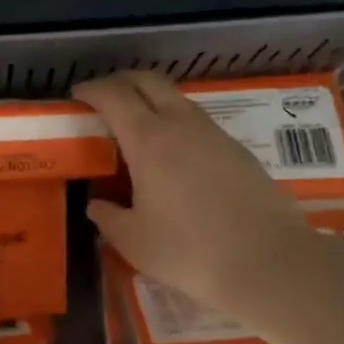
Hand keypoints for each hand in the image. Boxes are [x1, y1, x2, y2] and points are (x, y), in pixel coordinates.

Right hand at [74, 71, 323, 324]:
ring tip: (136, 126)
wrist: (266, 262)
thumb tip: (97, 206)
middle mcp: (182, 125)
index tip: (77, 96)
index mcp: (149, 140)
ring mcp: (215, 135)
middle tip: (104, 98)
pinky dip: (176, 122)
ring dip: (152, 100)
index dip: (92, 90)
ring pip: (178, 99)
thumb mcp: (134, 241)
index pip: (114, 97)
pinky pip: (198, 122)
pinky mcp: (239, 151)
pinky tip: (173, 154)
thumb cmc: (188, 251)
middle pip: (149, 82)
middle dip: (122, 81)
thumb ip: (109, 218)